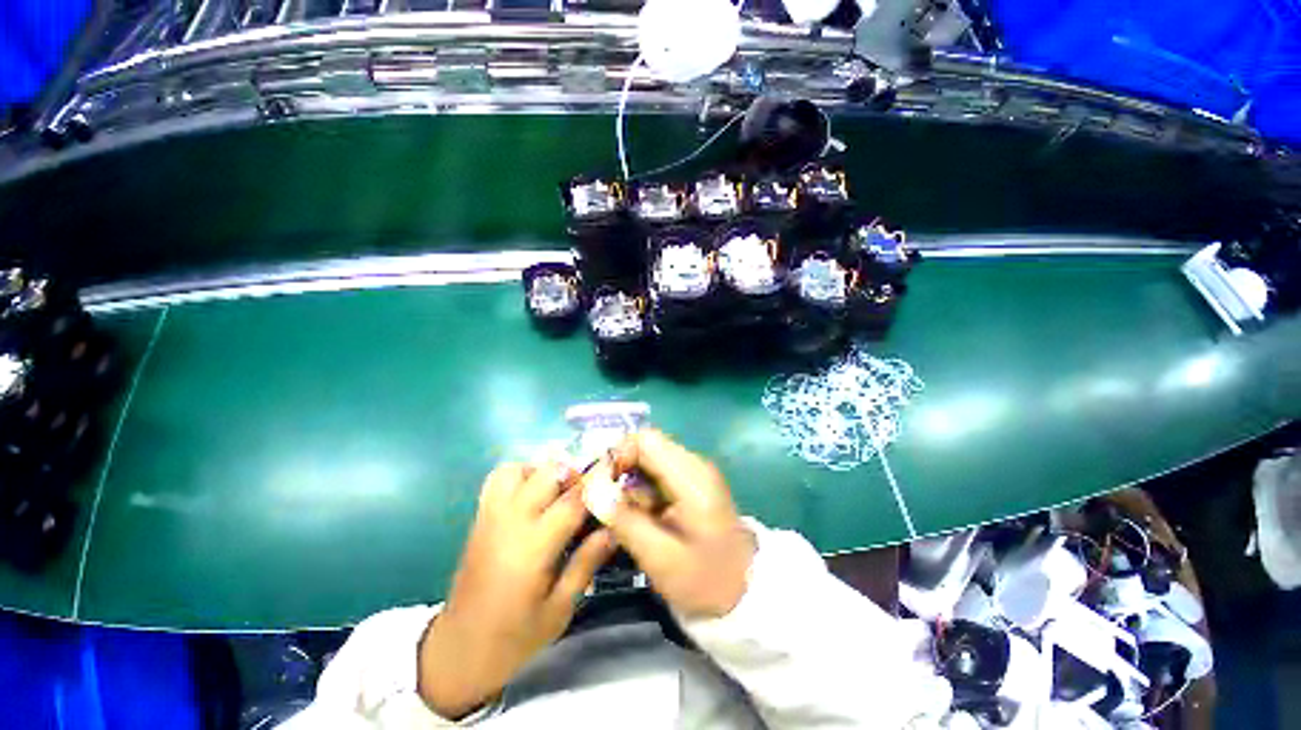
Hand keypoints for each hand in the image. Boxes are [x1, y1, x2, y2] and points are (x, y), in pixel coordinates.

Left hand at [418, 462, 614, 718]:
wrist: (458, 650)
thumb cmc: (514, 637)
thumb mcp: (559, 609)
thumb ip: (586, 563)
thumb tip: (614, 529)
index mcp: (533, 547)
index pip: (573, 500)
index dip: (598, 481)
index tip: (616, 471)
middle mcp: (511, 521)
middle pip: (548, 473)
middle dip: (575, 474)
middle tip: (589, 492)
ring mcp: (491, 515)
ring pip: (520, 468)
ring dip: (544, 471)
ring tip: (559, 492)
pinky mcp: (480, 517)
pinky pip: (499, 478)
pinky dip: (520, 474)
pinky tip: (533, 494)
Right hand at [607, 430, 756, 618]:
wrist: (746, 592)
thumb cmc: (706, 580)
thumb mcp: (660, 557)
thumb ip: (624, 520)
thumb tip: (592, 490)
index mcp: (691, 476)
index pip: (646, 440)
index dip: (617, 455)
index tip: (600, 486)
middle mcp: (693, 464)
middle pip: (646, 446)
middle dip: (619, 469)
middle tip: (603, 502)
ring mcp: (694, 472)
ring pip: (649, 460)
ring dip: (629, 482)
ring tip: (620, 516)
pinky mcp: (691, 483)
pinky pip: (657, 474)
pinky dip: (641, 490)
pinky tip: (638, 517)